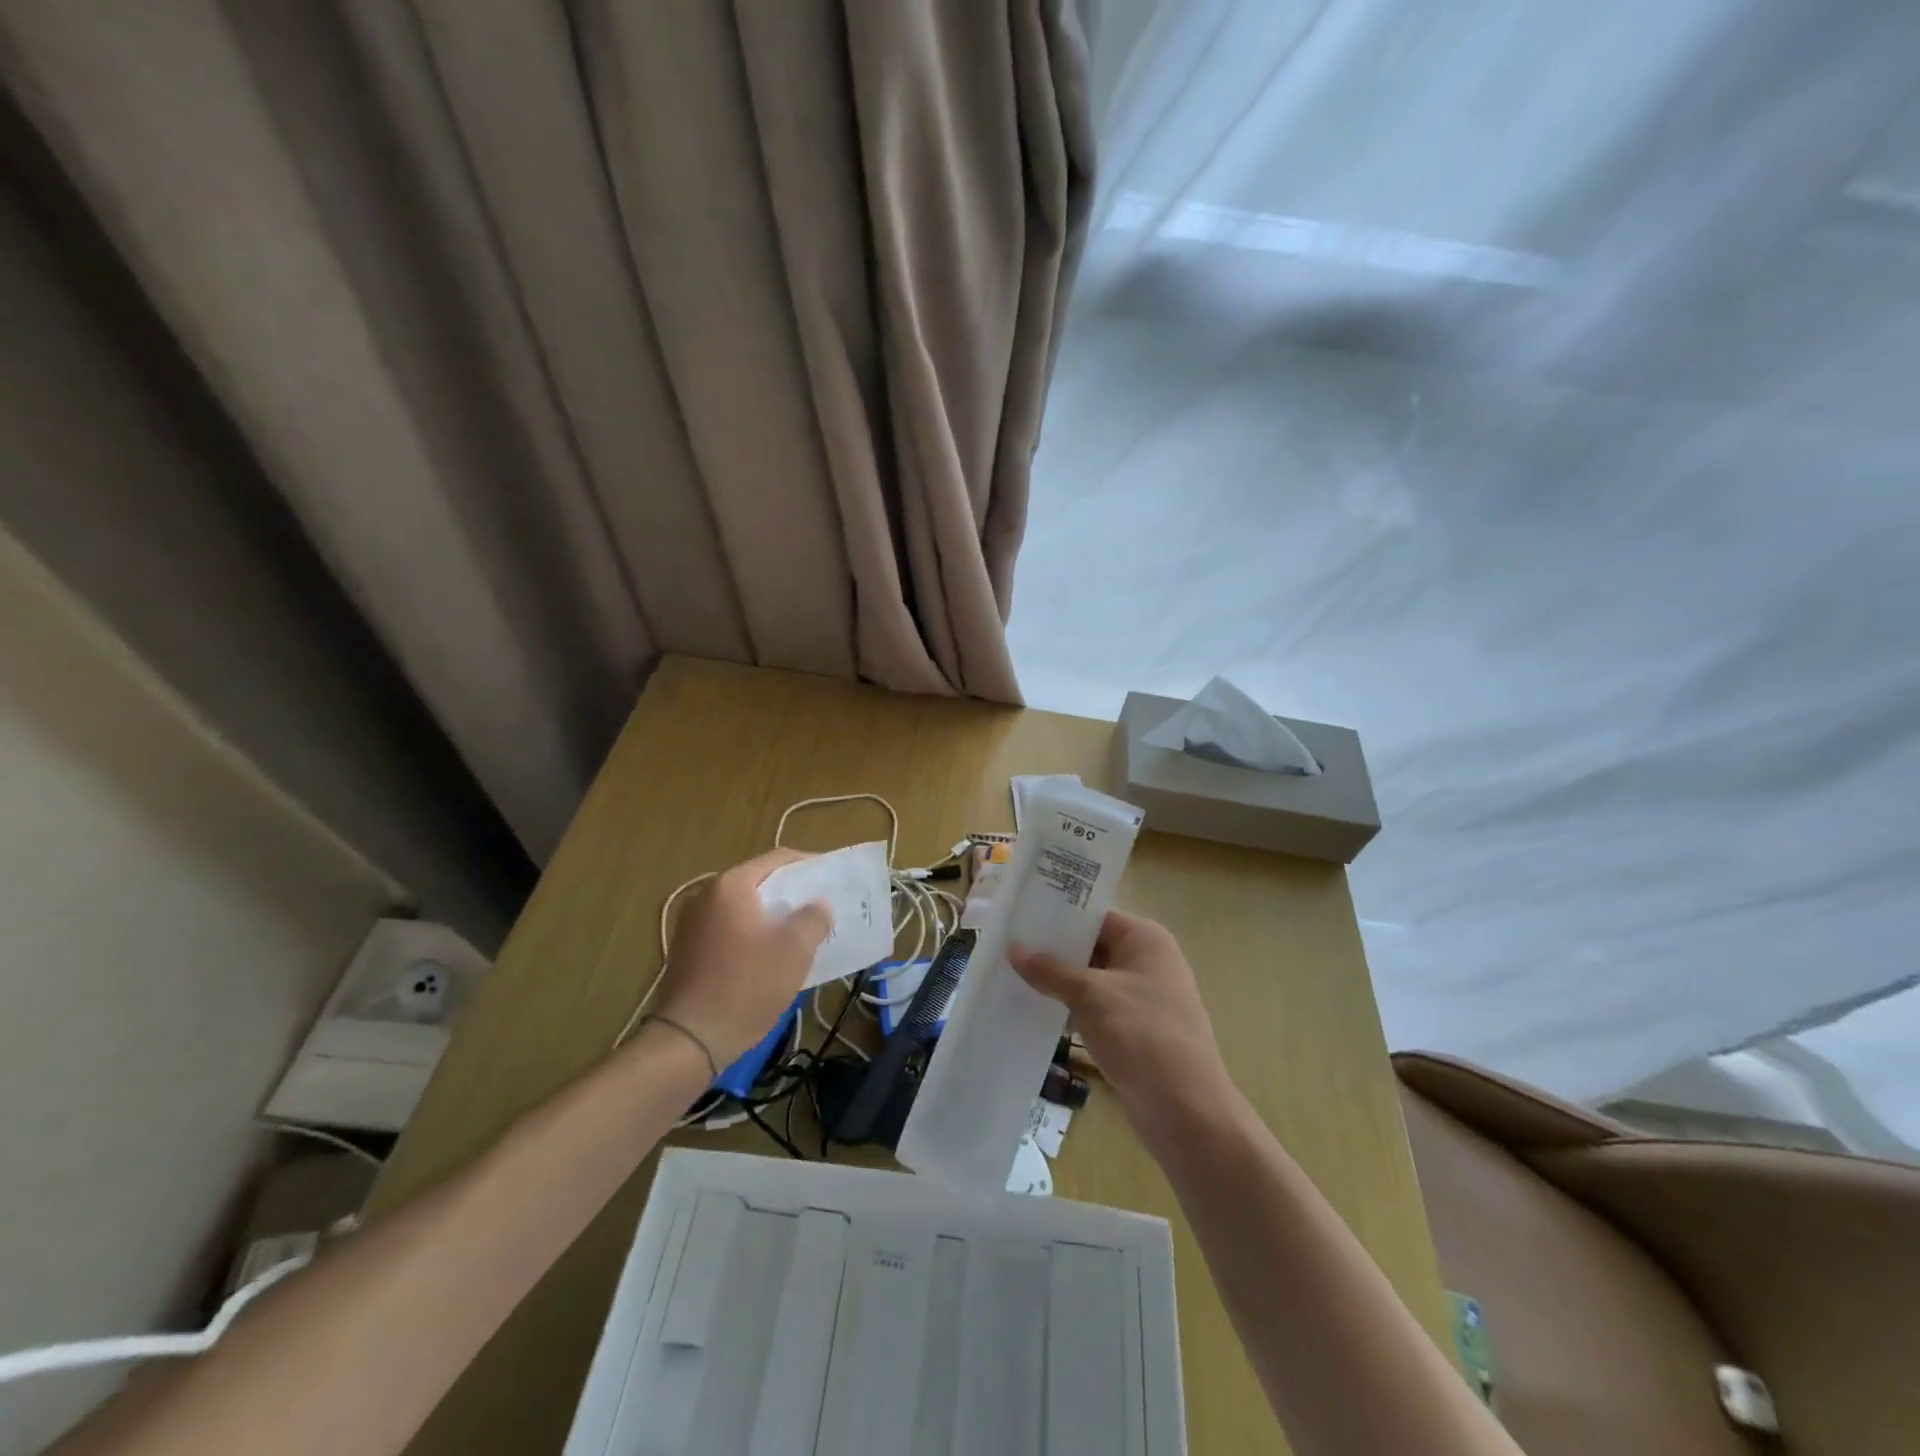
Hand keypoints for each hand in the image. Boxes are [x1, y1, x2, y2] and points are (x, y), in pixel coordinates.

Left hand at [653, 850, 830, 1068]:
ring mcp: (692, 923)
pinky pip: (730, 929)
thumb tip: (818, 906)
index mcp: (731, 885)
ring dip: (773, 916)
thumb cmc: (747, 986)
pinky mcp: (688, 949)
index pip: (779, 859)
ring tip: (802, 931)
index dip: (810, 865)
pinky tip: (772, 955)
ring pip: (745, 908)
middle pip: (760, 882)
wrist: (689, 1040)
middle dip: (792, 893)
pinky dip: (754, 934)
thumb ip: (813, 918)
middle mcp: (706, 895)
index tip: (833, 878)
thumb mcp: (794, 950)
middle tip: (822, 906)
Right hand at [1011, 911, 1233, 1144]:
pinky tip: (1036, 1012)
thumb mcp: (1091, 996)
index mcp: (1145, 939)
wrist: (1186, 1111)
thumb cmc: (1142, 1036)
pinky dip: (1071, 1009)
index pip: (1094, 916)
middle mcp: (1147, 961)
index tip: (1018, 918)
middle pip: (1092, 947)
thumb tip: (1014, 949)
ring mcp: (1142, 997)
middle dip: (1053, 951)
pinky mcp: (1135, 1030)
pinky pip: (1096, 1009)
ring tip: (1011, 978)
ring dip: (1059, 983)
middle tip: (1006, 948)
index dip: (1057, 917)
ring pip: (1091, 980)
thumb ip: (1051, 970)